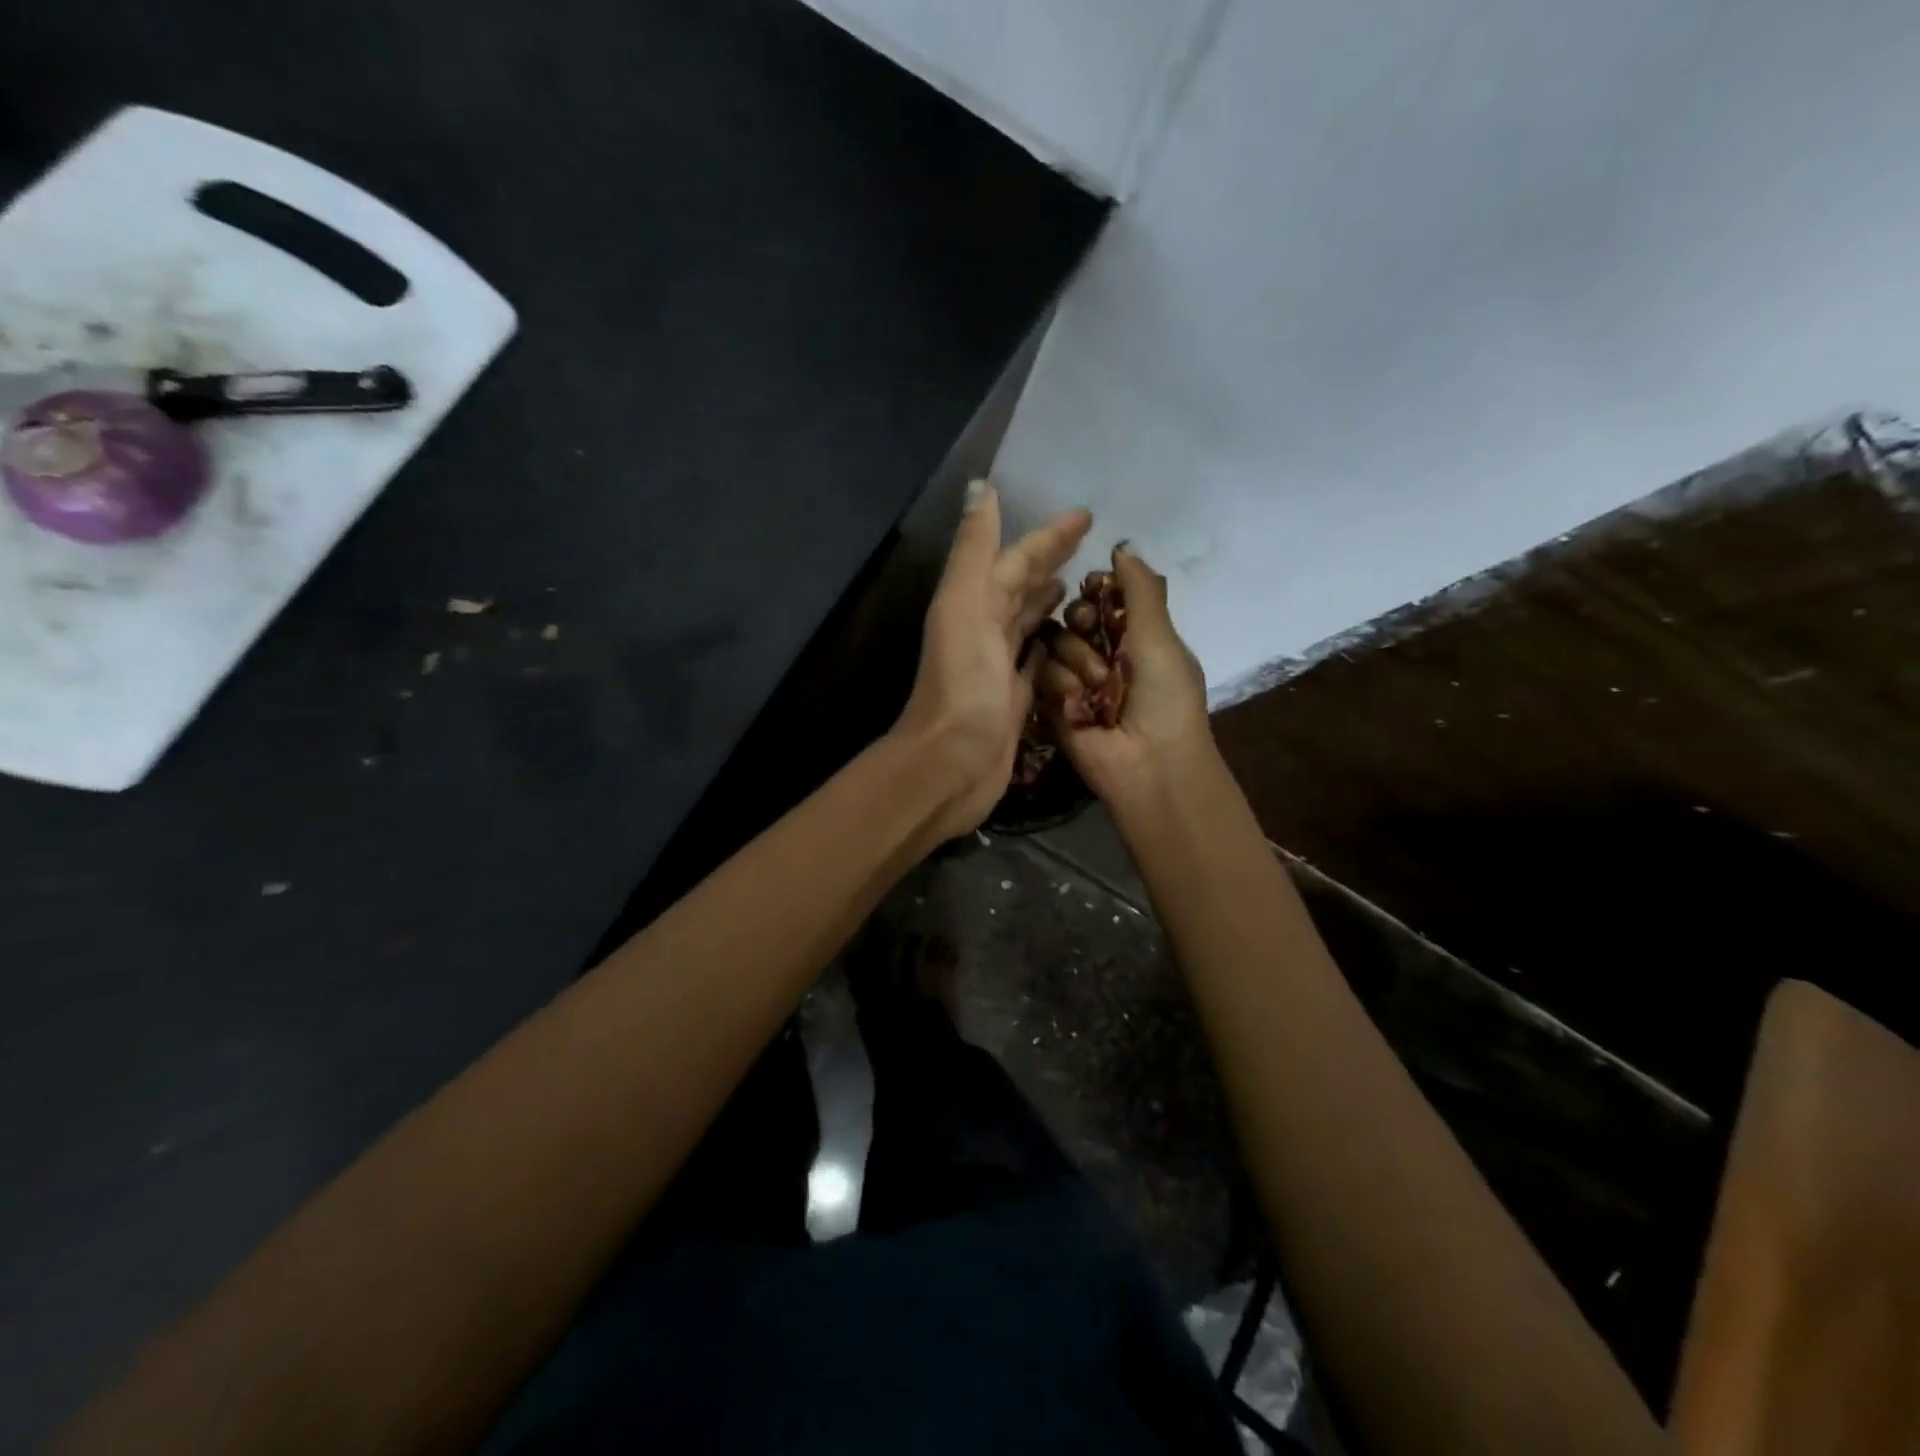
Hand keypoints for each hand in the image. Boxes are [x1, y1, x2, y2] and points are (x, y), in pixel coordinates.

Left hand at [895, 480, 1091, 840]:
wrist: (952, 763)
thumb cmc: (963, 684)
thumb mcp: (964, 606)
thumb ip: (975, 550)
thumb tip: (983, 487)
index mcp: (973, 603)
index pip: (1015, 558)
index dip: (1048, 536)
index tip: (1086, 516)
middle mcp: (983, 629)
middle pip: (1021, 586)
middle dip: (1050, 562)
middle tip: (1090, 546)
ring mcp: (998, 667)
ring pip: (1027, 621)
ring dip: (1048, 601)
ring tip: (1079, 587)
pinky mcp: (1014, 699)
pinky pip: (1036, 661)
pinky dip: (1049, 645)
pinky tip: (1066, 639)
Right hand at [1037, 544, 1213, 807]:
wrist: (1148, 764)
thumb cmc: (1164, 697)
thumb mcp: (1160, 636)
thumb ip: (1140, 589)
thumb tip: (1123, 547)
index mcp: (1134, 635)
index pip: (1101, 596)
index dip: (1095, 590)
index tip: (1096, 592)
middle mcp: (1103, 654)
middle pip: (1071, 616)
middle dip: (1081, 622)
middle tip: (1094, 637)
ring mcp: (1076, 680)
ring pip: (1054, 643)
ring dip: (1077, 662)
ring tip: (1097, 689)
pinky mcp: (1053, 704)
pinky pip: (1042, 675)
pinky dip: (1062, 687)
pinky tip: (1080, 706)